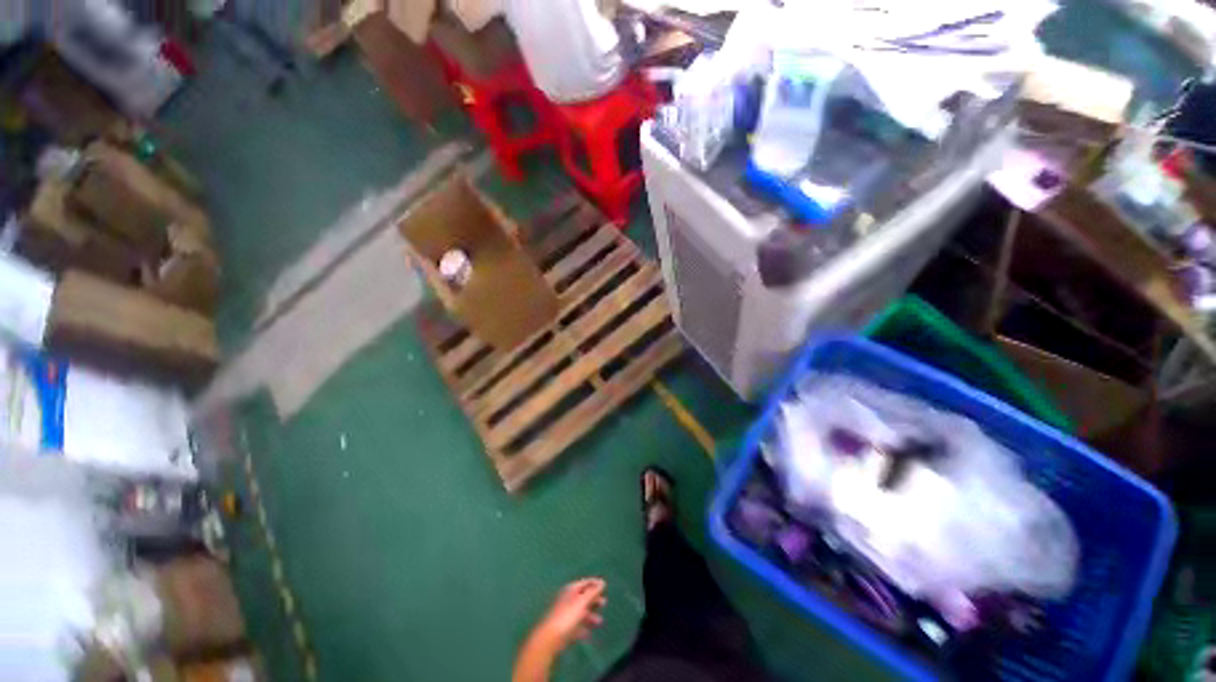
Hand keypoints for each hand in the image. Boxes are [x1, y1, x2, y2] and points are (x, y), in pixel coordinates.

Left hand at [537, 578, 606, 649]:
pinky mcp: (563, 629)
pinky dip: (582, 628)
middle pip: (582, 597)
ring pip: (580, 612)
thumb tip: (602, 582)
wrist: (549, 638)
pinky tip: (588, 634)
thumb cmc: (567, 616)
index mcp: (570, 590)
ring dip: (590, 616)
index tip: (604, 585)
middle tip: (604, 603)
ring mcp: (564, 614)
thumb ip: (592, 592)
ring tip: (599, 621)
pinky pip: (575, 626)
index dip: (594, 583)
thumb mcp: (582, 602)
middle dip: (593, 600)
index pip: (584, 582)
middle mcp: (567, 599)